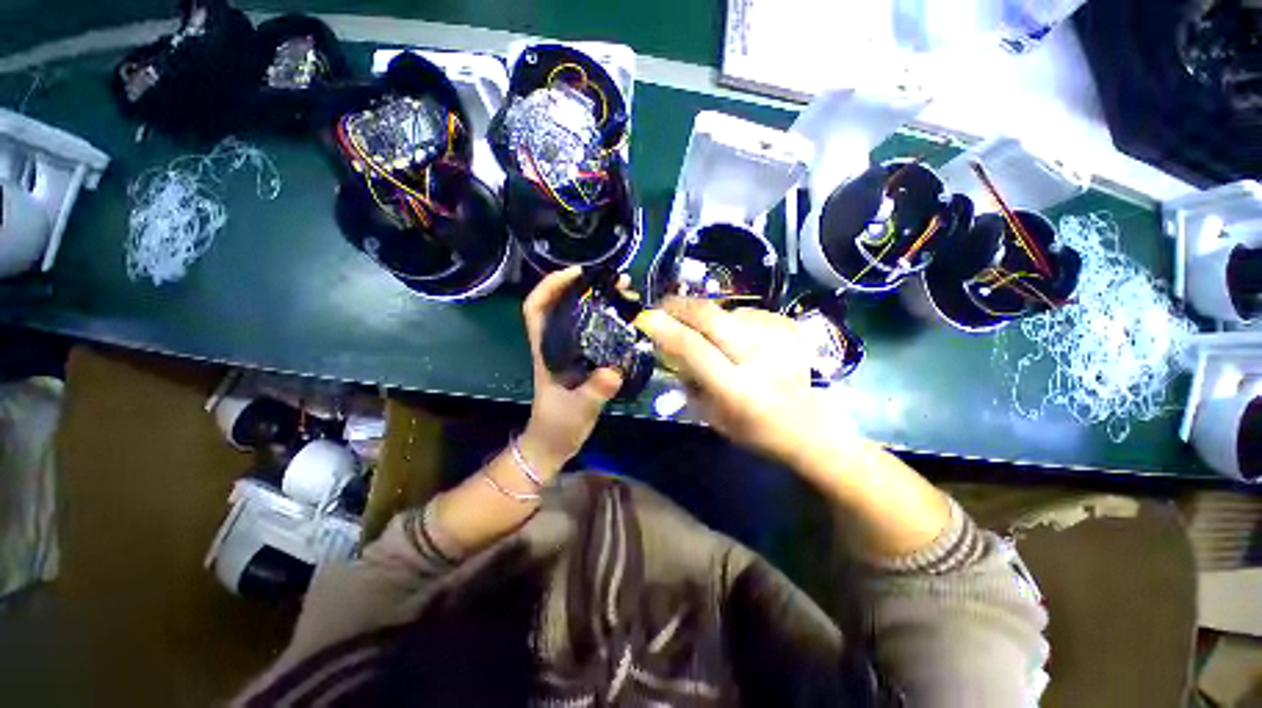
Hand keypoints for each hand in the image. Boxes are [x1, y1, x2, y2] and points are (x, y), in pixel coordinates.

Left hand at [520, 267, 623, 467]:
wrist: (554, 444)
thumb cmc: (557, 426)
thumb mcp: (576, 410)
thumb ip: (593, 392)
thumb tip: (613, 371)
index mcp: (546, 350)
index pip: (536, 308)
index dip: (551, 285)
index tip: (578, 273)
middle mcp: (556, 345)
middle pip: (561, 305)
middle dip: (584, 286)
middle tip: (616, 281)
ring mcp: (570, 352)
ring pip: (579, 316)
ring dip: (599, 301)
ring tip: (626, 294)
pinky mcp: (583, 361)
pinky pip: (594, 332)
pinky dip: (608, 320)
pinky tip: (627, 321)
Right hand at [634, 297, 839, 463]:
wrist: (808, 425)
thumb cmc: (753, 429)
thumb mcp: (710, 416)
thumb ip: (686, 379)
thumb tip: (665, 345)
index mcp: (737, 389)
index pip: (693, 349)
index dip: (666, 329)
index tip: (646, 318)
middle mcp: (759, 358)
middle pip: (711, 316)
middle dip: (681, 306)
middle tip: (663, 306)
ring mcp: (778, 338)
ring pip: (728, 312)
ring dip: (708, 318)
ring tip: (708, 335)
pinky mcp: (789, 327)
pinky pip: (747, 313)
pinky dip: (733, 322)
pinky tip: (738, 339)